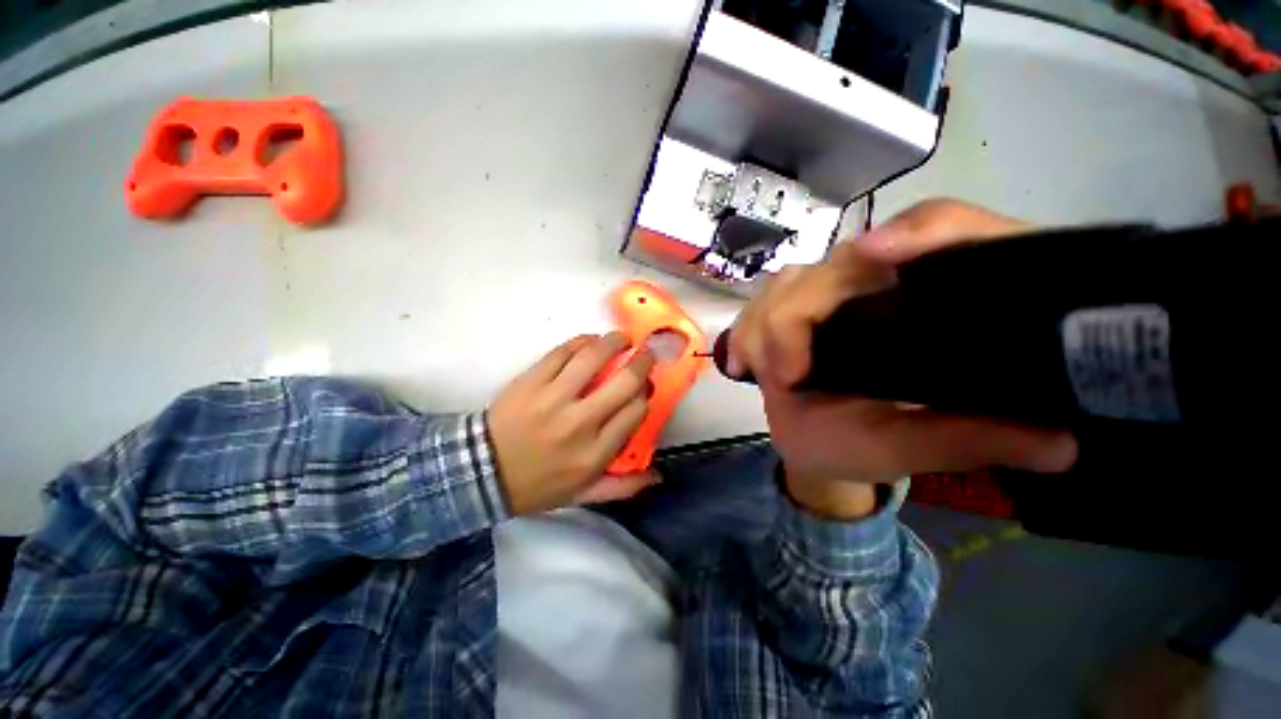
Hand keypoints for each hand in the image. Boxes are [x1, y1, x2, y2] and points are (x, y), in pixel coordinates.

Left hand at [488, 332, 657, 515]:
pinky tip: (591, 341)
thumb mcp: (584, 495)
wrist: (483, 472)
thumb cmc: (538, 485)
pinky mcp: (532, 380)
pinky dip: (582, 341)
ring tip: (623, 338)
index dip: (645, 395)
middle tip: (646, 354)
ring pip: (594, 358)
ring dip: (615, 342)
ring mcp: (553, 398)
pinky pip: (562, 352)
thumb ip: (623, 487)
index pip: (635, 412)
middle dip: (642, 363)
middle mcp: (579, 422)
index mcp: (594, 453)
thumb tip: (658, 475)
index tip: (643, 389)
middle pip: (624, 382)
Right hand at [727, 199, 1078, 518]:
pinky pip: (762, 301)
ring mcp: (829, 293)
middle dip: (796, 316)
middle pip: (838, 262)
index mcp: (935, 297)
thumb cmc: (866, 445)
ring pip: (792, 279)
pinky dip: (747, 327)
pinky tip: (742, 362)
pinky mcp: (792, 306)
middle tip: (787, 375)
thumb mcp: (917, 449)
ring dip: (767, 322)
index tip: (874, 255)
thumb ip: (969, 441)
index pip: (946, 227)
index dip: (920, 231)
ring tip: (764, 373)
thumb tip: (1063, 443)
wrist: (817, 443)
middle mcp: (880, 282)